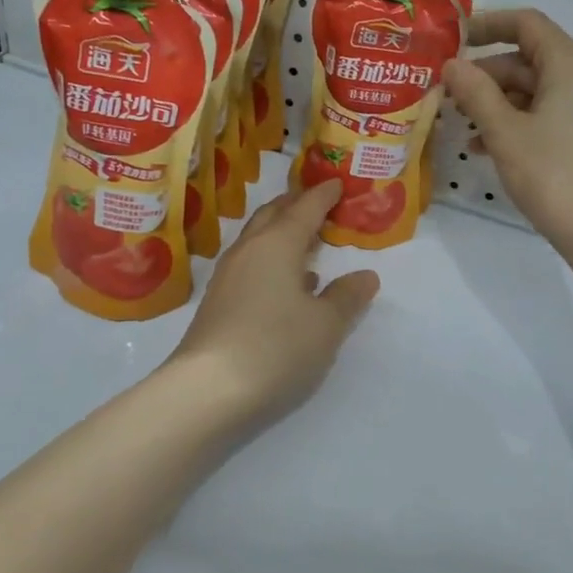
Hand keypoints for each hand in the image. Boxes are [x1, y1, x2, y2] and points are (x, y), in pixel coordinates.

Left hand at [168, 181, 379, 431]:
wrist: (207, 389)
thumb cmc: (276, 347)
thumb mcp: (325, 325)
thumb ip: (347, 297)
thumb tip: (366, 276)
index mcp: (277, 244)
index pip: (304, 208)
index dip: (323, 195)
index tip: (337, 183)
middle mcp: (249, 250)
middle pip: (273, 215)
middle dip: (296, 205)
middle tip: (318, 202)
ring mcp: (227, 276)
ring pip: (257, 239)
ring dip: (280, 232)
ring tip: (305, 238)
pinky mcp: (217, 301)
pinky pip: (249, 263)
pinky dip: (270, 259)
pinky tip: (285, 282)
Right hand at [442, 8, 572, 266]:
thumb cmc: (553, 174)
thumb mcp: (504, 132)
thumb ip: (475, 93)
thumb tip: (452, 65)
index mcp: (570, 65)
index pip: (527, 24)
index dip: (487, 26)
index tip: (452, 40)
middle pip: (528, 59)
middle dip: (484, 74)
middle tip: (446, 94)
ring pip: (535, 91)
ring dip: (495, 102)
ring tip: (459, 124)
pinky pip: (547, 116)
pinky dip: (515, 123)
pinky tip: (485, 148)